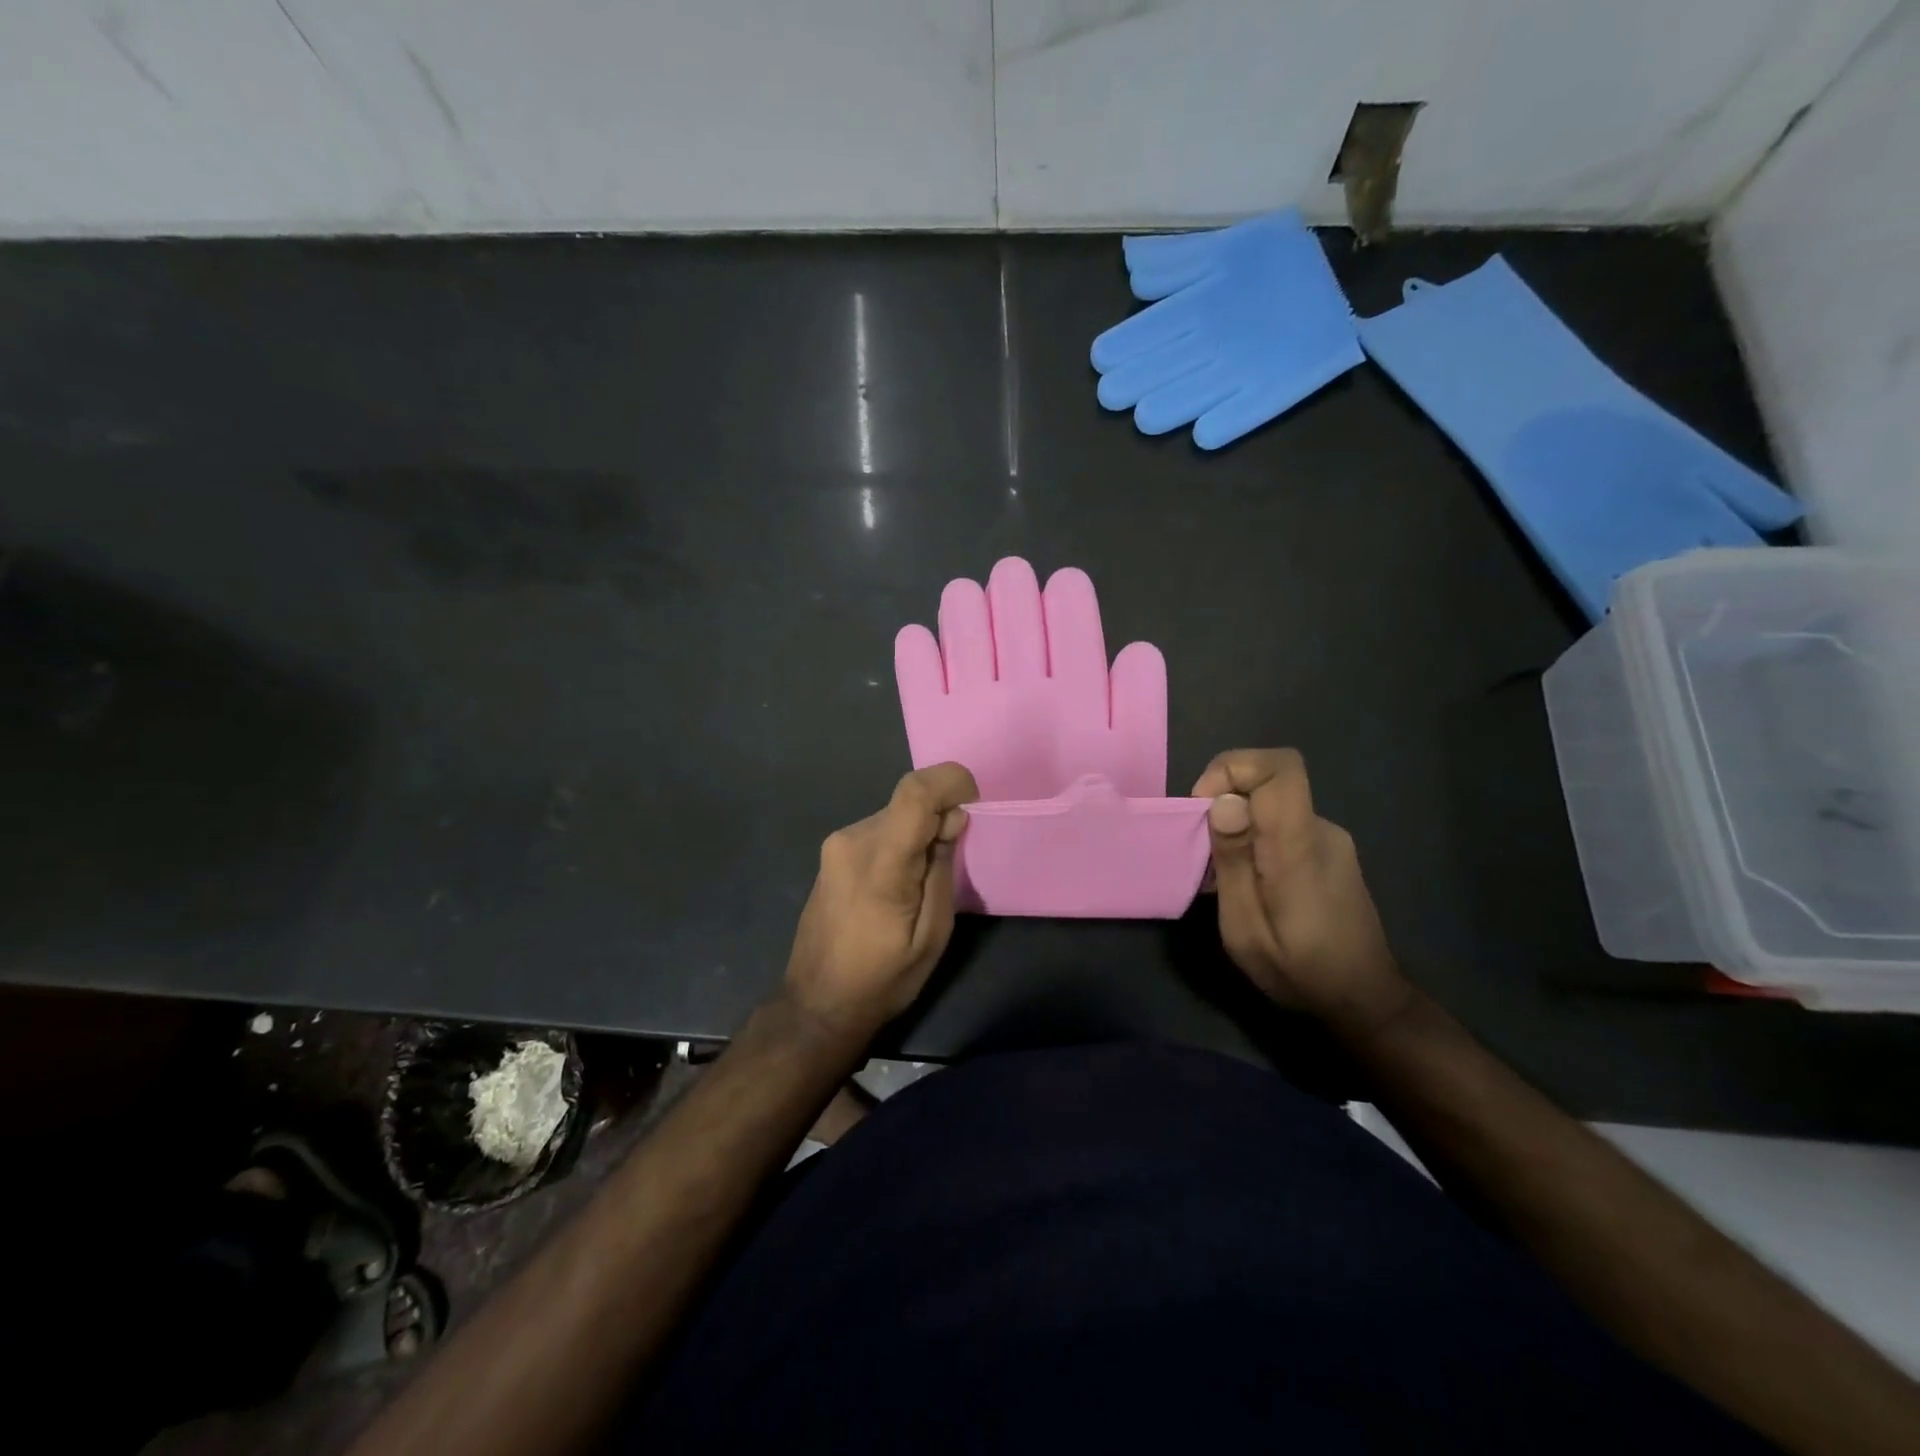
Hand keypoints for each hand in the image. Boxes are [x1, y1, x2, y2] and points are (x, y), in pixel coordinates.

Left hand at [784, 763, 977, 1043]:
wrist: (817, 1004)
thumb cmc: (882, 979)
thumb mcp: (932, 935)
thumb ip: (942, 869)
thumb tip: (953, 818)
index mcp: (880, 862)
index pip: (915, 791)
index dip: (951, 781)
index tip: (974, 803)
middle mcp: (852, 840)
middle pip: (908, 804)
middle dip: (939, 818)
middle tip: (953, 860)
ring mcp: (836, 845)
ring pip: (894, 816)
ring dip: (919, 833)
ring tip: (923, 884)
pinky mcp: (831, 854)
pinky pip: (878, 831)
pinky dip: (900, 842)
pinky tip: (900, 885)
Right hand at [1192, 748, 1413, 1040]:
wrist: (1366, 1002)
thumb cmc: (1299, 972)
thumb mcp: (1247, 929)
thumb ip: (1233, 862)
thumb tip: (1222, 801)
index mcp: (1300, 847)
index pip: (1280, 767)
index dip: (1232, 768)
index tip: (1202, 807)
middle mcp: (1321, 831)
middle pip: (1269, 781)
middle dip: (1223, 801)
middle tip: (1202, 852)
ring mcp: (1330, 839)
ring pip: (1272, 805)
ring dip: (1236, 825)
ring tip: (1220, 876)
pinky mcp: (1330, 851)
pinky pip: (1282, 824)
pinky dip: (1254, 838)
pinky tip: (1248, 883)